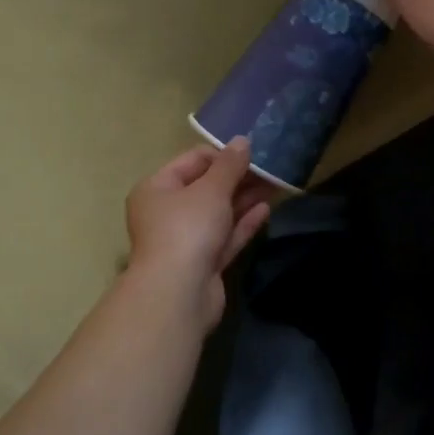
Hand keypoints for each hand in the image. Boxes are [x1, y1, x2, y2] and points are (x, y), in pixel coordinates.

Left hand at [125, 140, 274, 328]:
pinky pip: (226, 236)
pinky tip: (267, 209)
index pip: (192, 161)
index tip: (253, 152)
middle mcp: (167, 212)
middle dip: (238, 178)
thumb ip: (230, 165)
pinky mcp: (203, 263)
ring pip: (219, 213)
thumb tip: (242, 141)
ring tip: (275, 185)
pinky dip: (244, 223)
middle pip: (207, 187)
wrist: (178, 293)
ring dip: (245, 199)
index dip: (222, 155)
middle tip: (271, 168)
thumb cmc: (188, 229)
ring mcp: (185, 240)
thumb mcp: (211, 189)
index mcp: (157, 189)